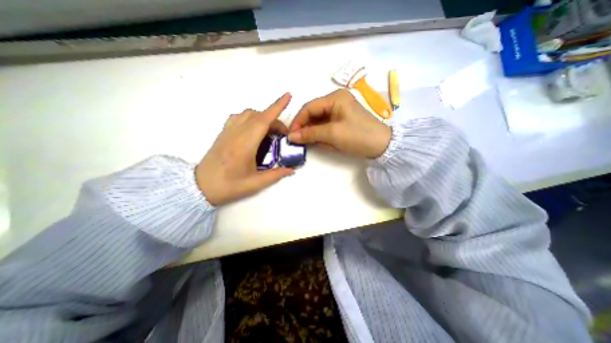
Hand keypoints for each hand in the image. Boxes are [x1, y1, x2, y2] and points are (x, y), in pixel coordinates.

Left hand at [194, 92, 291, 206]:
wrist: (200, 187)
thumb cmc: (228, 186)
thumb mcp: (255, 184)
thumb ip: (276, 175)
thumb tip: (292, 170)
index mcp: (245, 145)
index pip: (263, 120)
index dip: (276, 107)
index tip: (287, 96)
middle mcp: (236, 133)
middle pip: (259, 116)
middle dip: (275, 120)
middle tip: (282, 135)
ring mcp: (228, 131)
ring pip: (248, 114)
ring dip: (263, 117)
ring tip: (269, 131)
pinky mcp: (223, 132)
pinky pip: (238, 117)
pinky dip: (250, 117)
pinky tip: (253, 129)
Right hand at [289, 89, 390, 157]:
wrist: (382, 146)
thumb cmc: (358, 136)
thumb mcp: (332, 134)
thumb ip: (310, 134)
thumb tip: (291, 136)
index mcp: (335, 98)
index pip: (309, 107)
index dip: (298, 121)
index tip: (291, 135)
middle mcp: (336, 101)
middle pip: (313, 114)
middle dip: (307, 128)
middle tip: (300, 141)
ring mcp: (340, 111)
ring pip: (319, 122)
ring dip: (316, 133)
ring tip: (315, 144)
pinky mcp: (342, 120)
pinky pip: (327, 126)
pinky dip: (324, 136)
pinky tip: (326, 143)